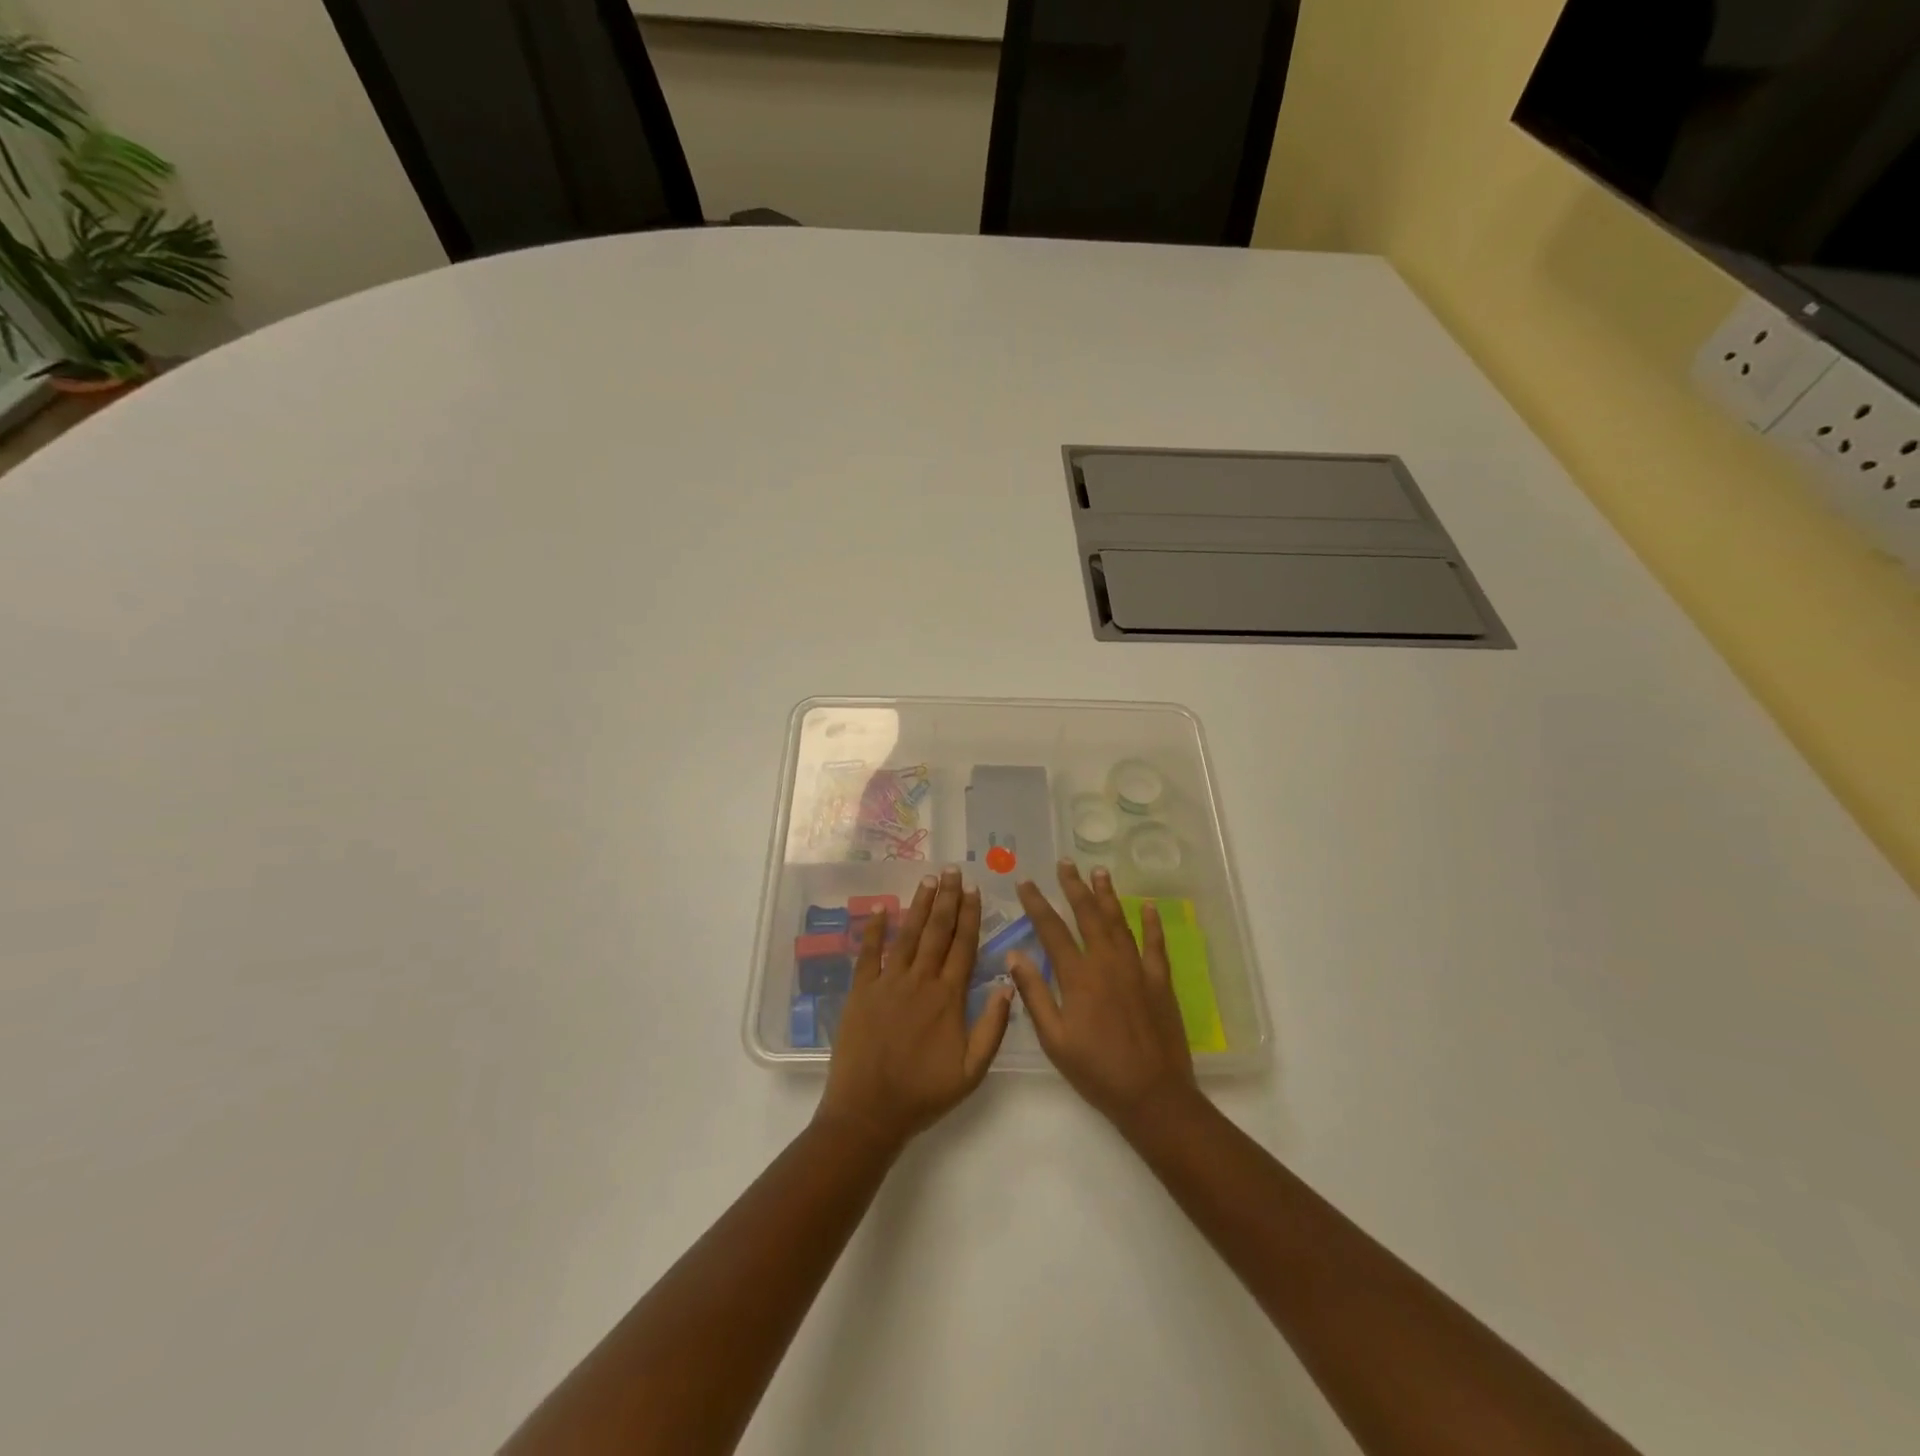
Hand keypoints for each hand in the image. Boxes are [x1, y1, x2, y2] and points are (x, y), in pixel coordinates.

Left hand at [816, 867, 1012, 1152]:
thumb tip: (1009, 984)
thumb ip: (993, 1027)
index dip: (970, 916)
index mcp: (948, 997)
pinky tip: (882, 908)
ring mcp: (888, 983)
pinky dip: (875, 929)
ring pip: (908, 935)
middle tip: (952, 870)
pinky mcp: (862, 991)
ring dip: (920, 905)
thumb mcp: (972, 1071)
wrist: (870, 1111)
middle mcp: (920, 980)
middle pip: (937, 931)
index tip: (974, 890)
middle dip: (947, 899)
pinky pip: (869, 953)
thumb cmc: (924, 1093)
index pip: (963, 946)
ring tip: (929, 880)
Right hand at [1007, 860, 1199, 1131]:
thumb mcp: (1054, 1039)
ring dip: (1108, 895)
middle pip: (1088, 915)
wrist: (1152, 1095)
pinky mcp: (1160, 982)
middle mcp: (1107, 963)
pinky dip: (1152, 924)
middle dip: (1074, 887)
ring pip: (1120, 922)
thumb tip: (1014, 955)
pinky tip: (1149, 906)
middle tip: (1065, 863)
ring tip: (1099, 872)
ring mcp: (1137, 969)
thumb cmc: (1096, 1070)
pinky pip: (1156, 945)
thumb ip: (1034, 994)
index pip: (1052, 930)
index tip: (1026, 882)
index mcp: (1078, 976)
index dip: (1037, 904)